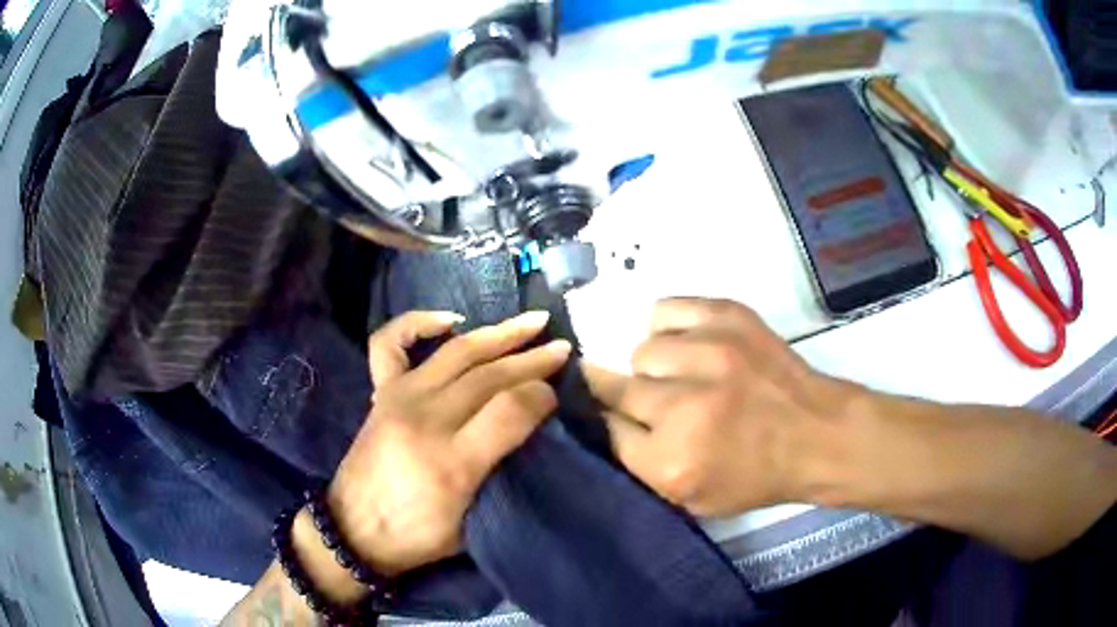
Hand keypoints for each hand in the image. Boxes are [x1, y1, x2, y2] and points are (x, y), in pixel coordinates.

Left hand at [329, 310, 570, 575]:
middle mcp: (425, 420)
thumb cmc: (416, 537)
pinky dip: (418, 323)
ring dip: (499, 334)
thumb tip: (530, 429)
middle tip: (563, 348)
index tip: (557, 395)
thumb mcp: (471, 526)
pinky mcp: (380, 393)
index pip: (510, 410)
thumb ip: (501, 476)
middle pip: (489, 376)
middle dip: (532, 359)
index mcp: (453, 464)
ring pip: (456, 352)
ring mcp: (398, 399)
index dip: (541, 395)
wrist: (353, 530)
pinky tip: (449, 321)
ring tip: (533, 322)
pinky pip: (390, 344)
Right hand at [585, 298, 856, 516]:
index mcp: (672, 460)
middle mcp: (684, 405)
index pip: (606, 428)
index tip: (619, 419)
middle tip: (661, 406)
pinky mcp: (727, 317)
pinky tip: (687, 344)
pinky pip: (666, 310)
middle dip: (631, 400)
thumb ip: (640, 465)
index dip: (609, 422)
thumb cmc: (756, 476)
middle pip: (619, 388)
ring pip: (643, 351)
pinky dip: (668, 328)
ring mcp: (709, 354)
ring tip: (683, 376)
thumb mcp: (692, 499)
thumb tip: (603, 418)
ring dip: (656, 368)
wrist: (817, 434)